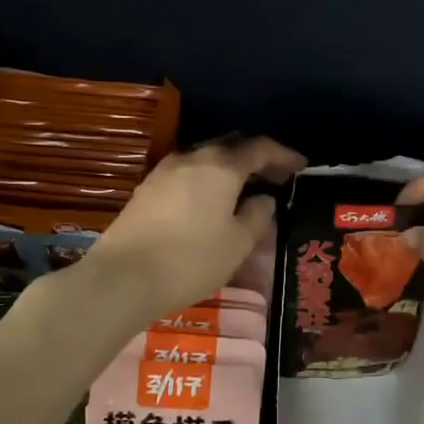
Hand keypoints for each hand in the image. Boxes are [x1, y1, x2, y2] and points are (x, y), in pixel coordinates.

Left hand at [83, 136, 305, 325]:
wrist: (123, 277)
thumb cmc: (190, 260)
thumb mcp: (237, 244)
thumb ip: (257, 216)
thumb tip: (263, 199)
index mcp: (221, 166)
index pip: (260, 148)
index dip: (283, 155)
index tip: (301, 167)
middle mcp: (192, 158)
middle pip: (230, 146)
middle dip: (255, 157)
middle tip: (274, 176)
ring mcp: (164, 172)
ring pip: (205, 158)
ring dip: (228, 168)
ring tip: (243, 189)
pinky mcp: (146, 190)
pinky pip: (186, 174)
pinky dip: (205, 179)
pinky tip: (209, 200)